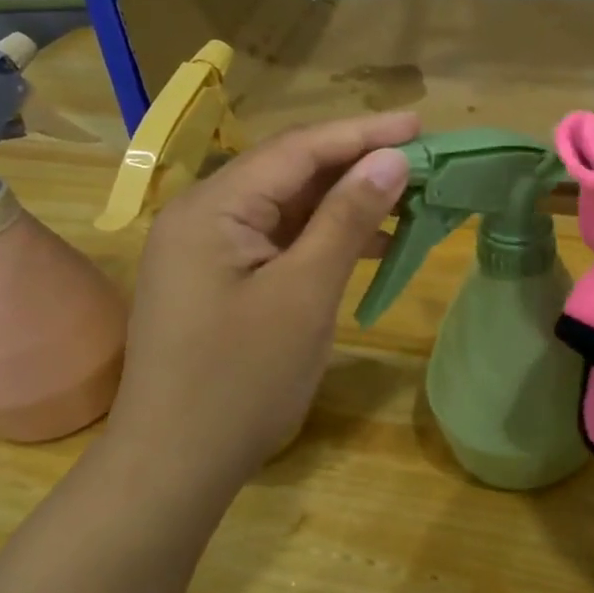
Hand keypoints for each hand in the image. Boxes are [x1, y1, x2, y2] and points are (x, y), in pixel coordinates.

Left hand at [108, 112, 416, 498]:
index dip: (362, 133)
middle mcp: (203, 213)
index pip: (298, 149)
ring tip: (406, 196)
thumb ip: (347, 219)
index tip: (419, 125)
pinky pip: (279, 238)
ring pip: (288, 205)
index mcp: (213, 207)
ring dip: (345, 200)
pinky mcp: (220, 276)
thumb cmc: (241, 380)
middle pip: (291, 170)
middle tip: (420, 159)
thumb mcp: (305, 294)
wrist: (174, 467)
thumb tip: (391, 160)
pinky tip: (369, 241)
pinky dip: (323, 235)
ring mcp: (208, 246)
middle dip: (356, 163)